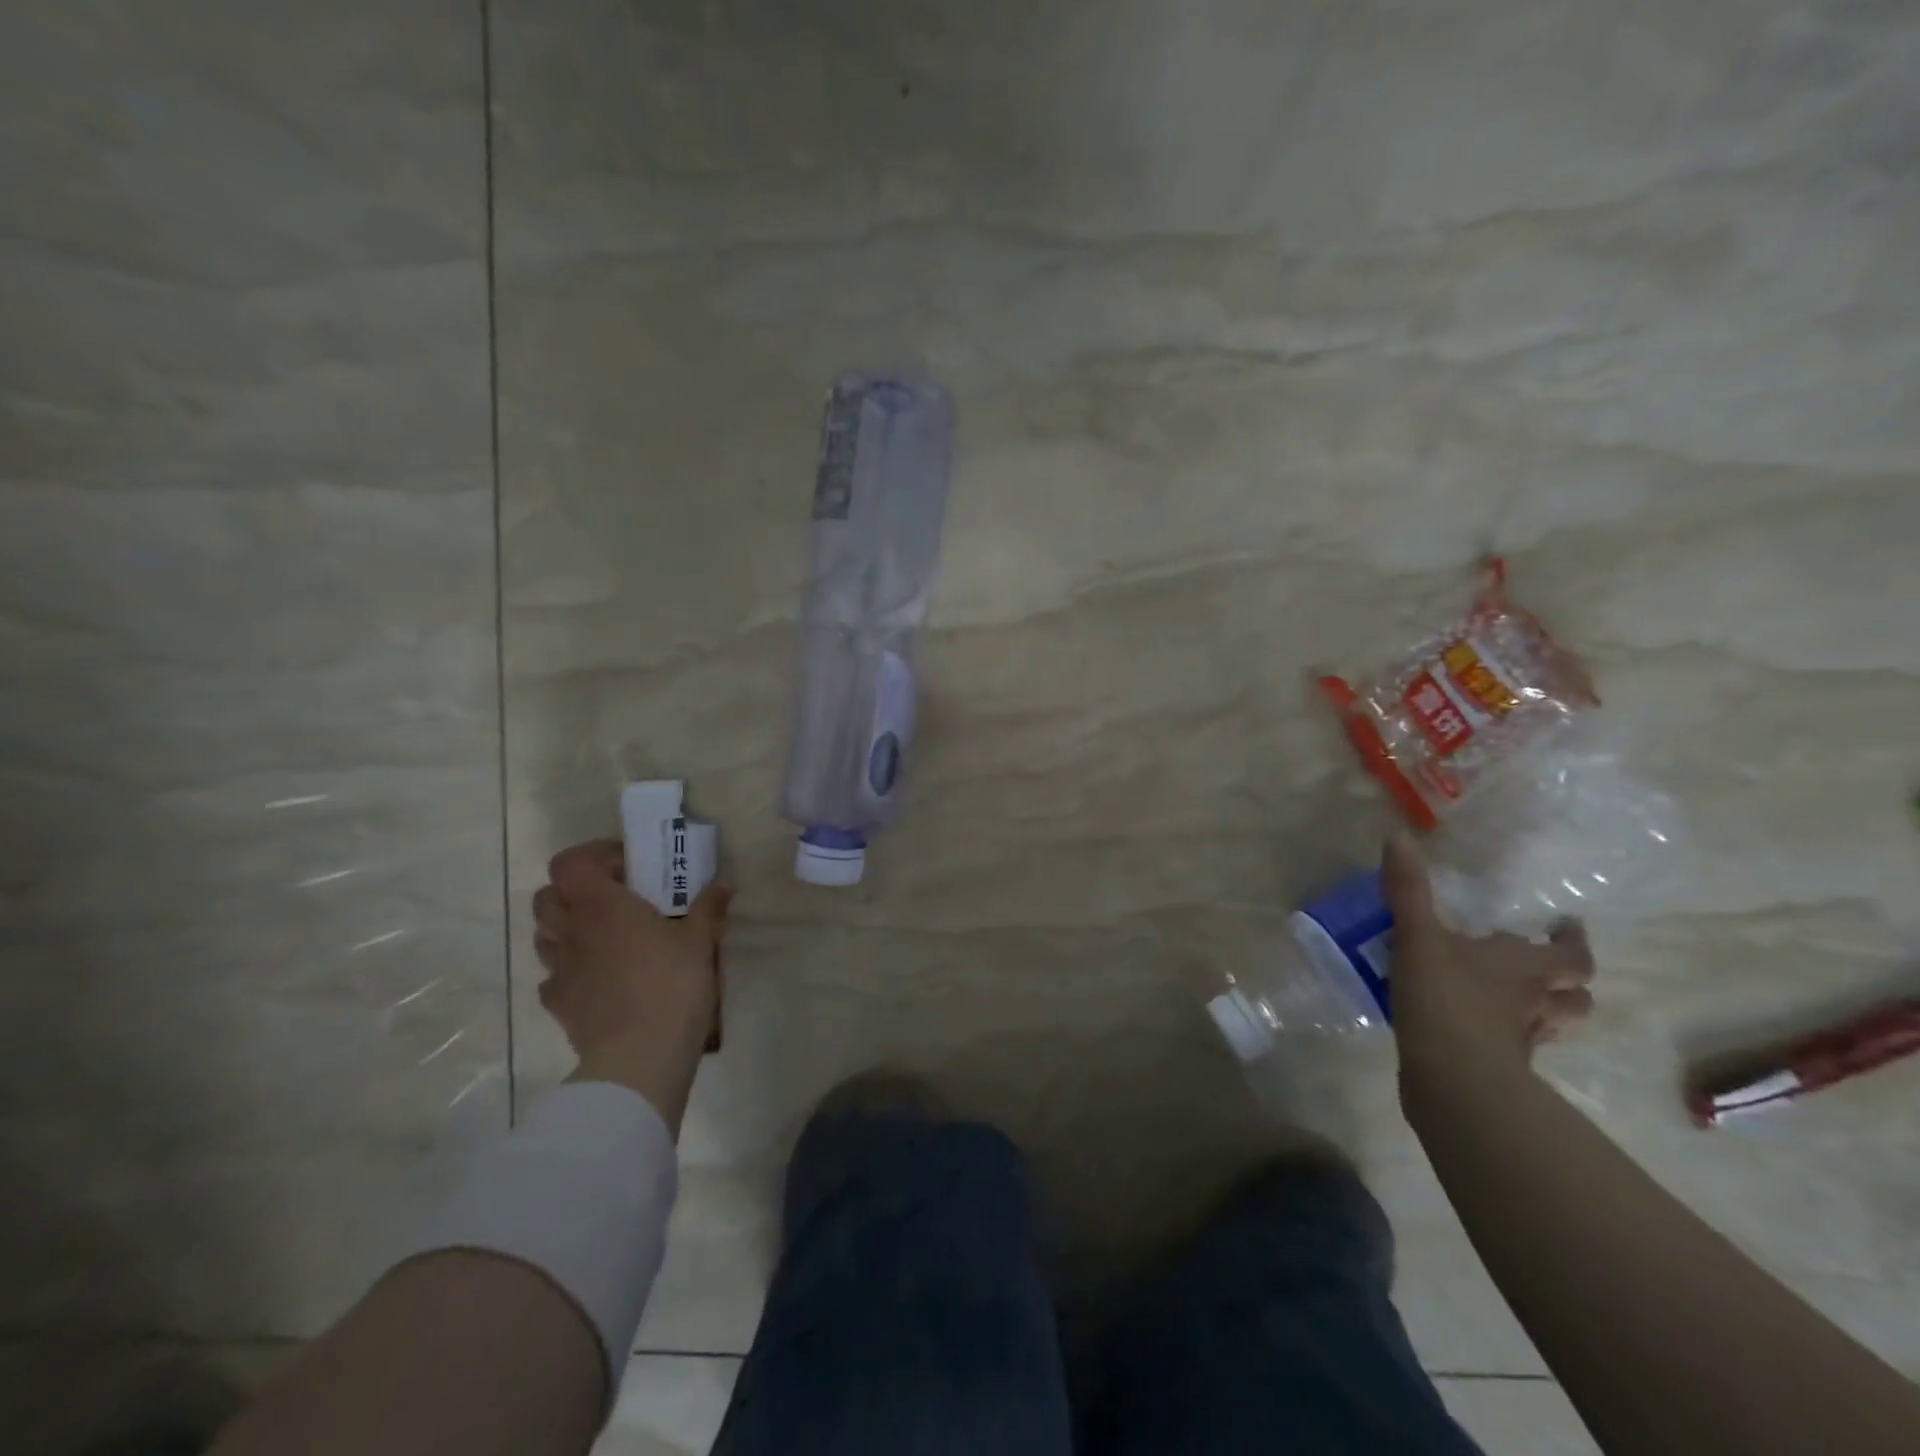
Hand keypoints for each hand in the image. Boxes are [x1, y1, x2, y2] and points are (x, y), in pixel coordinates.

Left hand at [533, 840, 731, 1134]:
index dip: (592, 856)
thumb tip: (723, 886)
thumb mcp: (700, 941)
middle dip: (574, 891)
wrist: (639, 1058)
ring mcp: (559, 970)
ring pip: (544, 935)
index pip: (569, 863)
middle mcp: (572, 931)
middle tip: (613, 898)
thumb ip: (708, 908)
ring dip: (567, 927)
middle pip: (546, 896)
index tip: (627, 865)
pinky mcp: (558, 1005)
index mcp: (602, 906)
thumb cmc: (672, 985)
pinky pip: (552, 976)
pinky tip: (598, 978)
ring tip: (604, 936)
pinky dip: (569, 970)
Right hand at [1382, 832, 1594, 1087]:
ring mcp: (1521, 1039)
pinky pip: (1518, 1048)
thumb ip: (1408, 890)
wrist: (1453, 1078)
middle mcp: (1533, 1001)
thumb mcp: (1417, 936)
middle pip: (1574, 996)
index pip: (1569, 955)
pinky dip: (1511, 1037)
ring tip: (1523, 1000)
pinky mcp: (1500, 1067)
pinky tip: (1484, 1031)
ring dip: (1548, 1012)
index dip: (1572, 942)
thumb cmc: (1445, 998)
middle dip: (1568, 982)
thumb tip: (1399, 836)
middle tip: (1549, 968)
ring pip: (1554, 1025)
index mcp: (1520, 966)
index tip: (1566, 928)